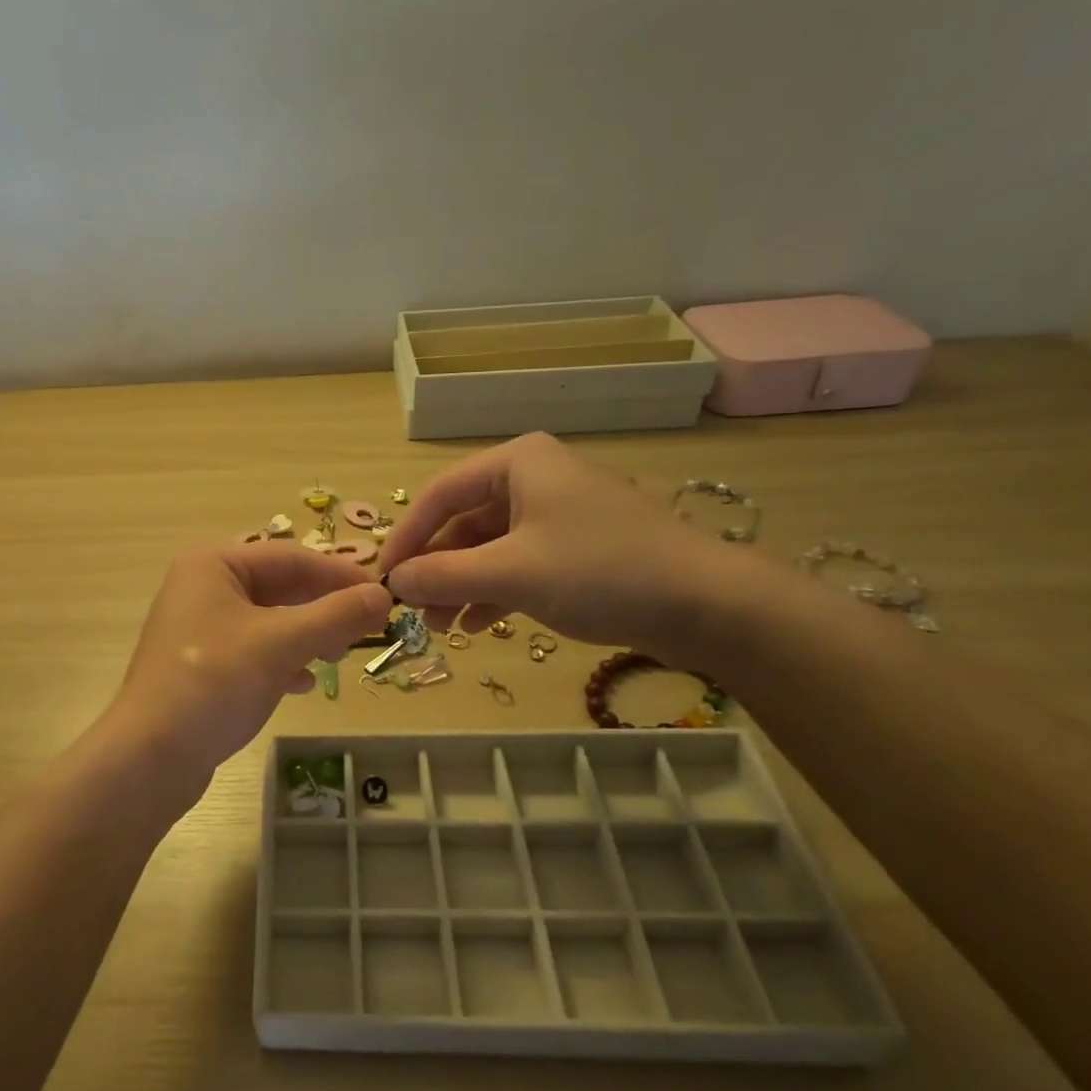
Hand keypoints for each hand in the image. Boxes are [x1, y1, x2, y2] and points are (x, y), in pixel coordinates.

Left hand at [100, 542, 392, 807]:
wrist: (150, 757)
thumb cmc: (214, 683)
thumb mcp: (281, 644)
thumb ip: (336, 616)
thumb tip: (384, 596)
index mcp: (214, 564)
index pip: (292, 557)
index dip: (340, 575)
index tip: (383, 595)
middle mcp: (204, 586)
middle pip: (281, 587)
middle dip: (324, 608)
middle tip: (366, 630)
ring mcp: (201, 627)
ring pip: (270, 620)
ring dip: (308, 635)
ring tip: (339, 656)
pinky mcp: (202, 663)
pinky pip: (255, 649)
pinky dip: (284, 660)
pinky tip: (303, 682)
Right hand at [378, 432, 745, 663]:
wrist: (708, 605)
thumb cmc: (600, 571)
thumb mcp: (511, 573)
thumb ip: (444, 575)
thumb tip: (393, 583)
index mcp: (517, 464)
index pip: (440, 494)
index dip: (406, 537)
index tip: (383, 578)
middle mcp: (534, 479)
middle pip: (464, 522)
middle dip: (435, 567)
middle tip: (410, 609)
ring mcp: (558, 515)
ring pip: (489, 548)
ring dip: (460, 585)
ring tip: (438, 627)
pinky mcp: (577, 549)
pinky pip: (518, 564)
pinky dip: (492, 592)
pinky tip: (474, 625)